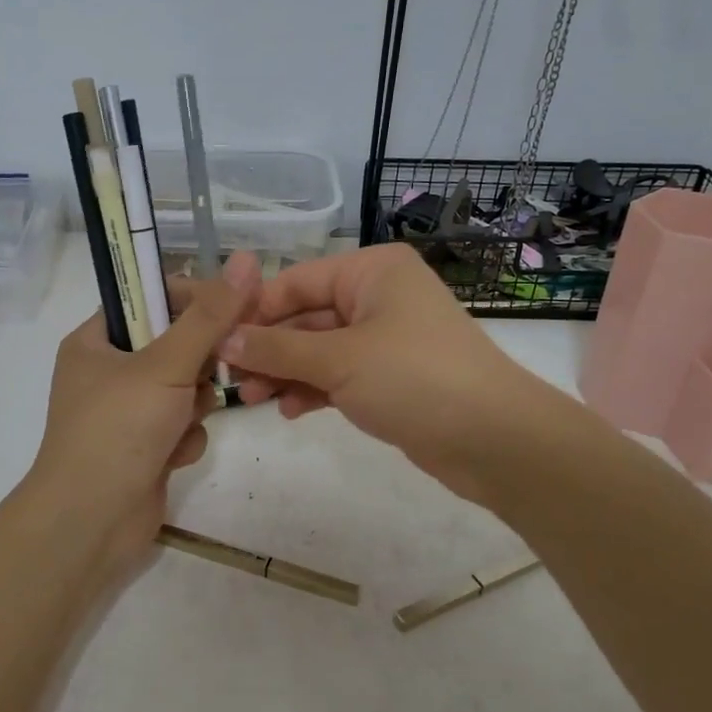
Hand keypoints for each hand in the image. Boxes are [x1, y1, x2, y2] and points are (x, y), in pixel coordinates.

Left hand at [25, 251, 260, 570]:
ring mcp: (127, 412)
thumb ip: (210, 316)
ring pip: (185, 386)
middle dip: (199, 362)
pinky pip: (182, 423)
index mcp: (96, 340)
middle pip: (175, 343)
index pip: (151, 297)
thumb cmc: (119, 429)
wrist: (91, 522)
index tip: (235, 306)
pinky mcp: (145, 446)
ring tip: (184, 420)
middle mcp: (108, 371)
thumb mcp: (166, 364)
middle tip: (217, 368)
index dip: (194, 298)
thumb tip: (245, 261)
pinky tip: (174, 455)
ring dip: (194, 404)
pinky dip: (185, 436)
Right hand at [221, 245, 554, 505]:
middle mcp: (379, 296)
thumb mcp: (338, 359)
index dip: (255, 310)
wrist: (495, 439)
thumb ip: (277, 347)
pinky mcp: (392, 377)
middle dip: (269, 348)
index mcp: (372, 271)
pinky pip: (341, 375)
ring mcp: (387, 338)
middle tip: (230, 380)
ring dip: (287, 372)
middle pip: (307, 316)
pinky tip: (291, 411)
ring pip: (321, 349)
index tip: (216, 341)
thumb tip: (224, 338)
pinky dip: (315, 389)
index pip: (297, 281)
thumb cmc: (414, 378)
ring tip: (254, 401)